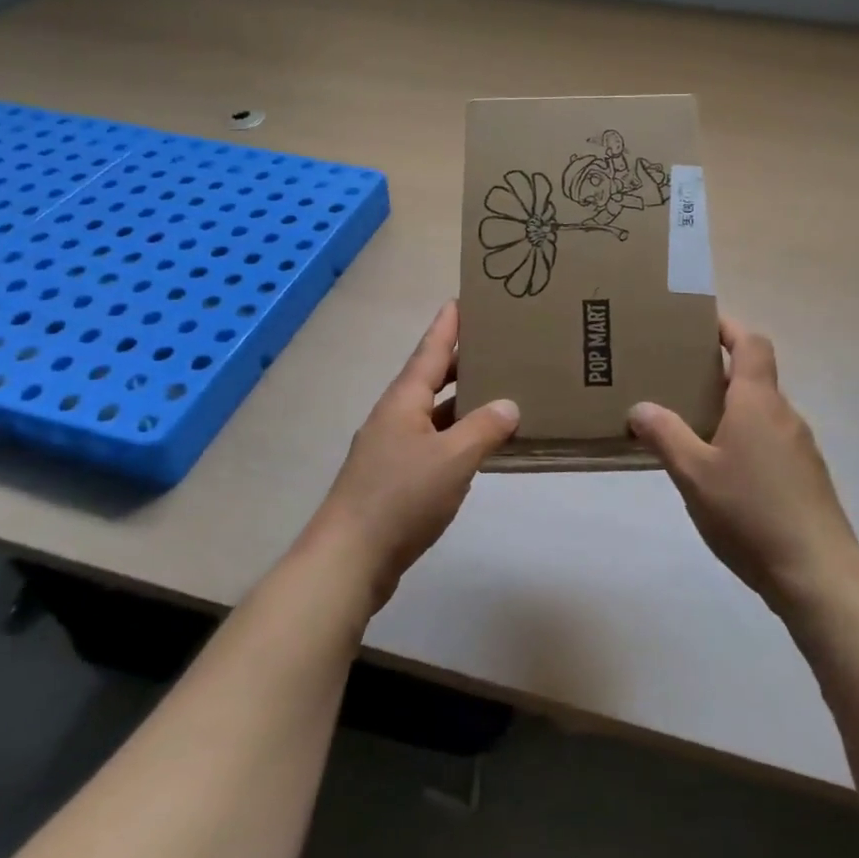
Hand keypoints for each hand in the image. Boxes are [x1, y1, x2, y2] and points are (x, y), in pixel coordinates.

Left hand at [308, 302, 518, 609]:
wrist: (349, 559)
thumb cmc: (400, 497)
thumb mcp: (452, 459)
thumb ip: (484, 429)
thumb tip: (509, 404)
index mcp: (404, 400)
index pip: (430, 350)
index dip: (447, 325)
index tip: (462, 298)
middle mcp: (396, 416)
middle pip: (431, 377)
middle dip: (461, 360)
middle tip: (496, 343)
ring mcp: (392, 448)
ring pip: (433, 412)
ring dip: (462, 400)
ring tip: (498, 388)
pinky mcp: (395, 478)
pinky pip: (433, 442)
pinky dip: (456, 435)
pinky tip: (478, 445)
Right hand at [629, 317, 858, 613]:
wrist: (818, 572)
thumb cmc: (751, 512)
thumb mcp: (694, 474)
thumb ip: (665, 436)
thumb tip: (639, 407)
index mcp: (758, 402)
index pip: (750, 343)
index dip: (728, 327)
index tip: (699, 324)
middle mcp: (784, 415)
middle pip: (753, 377)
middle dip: (717, 374)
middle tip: (677, 381)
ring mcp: (800, 447)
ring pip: (761, 412)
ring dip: (730, 410)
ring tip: (692, 428)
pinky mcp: (806, 477)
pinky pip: (770, 440)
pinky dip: (745, 439)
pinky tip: (722, 472)